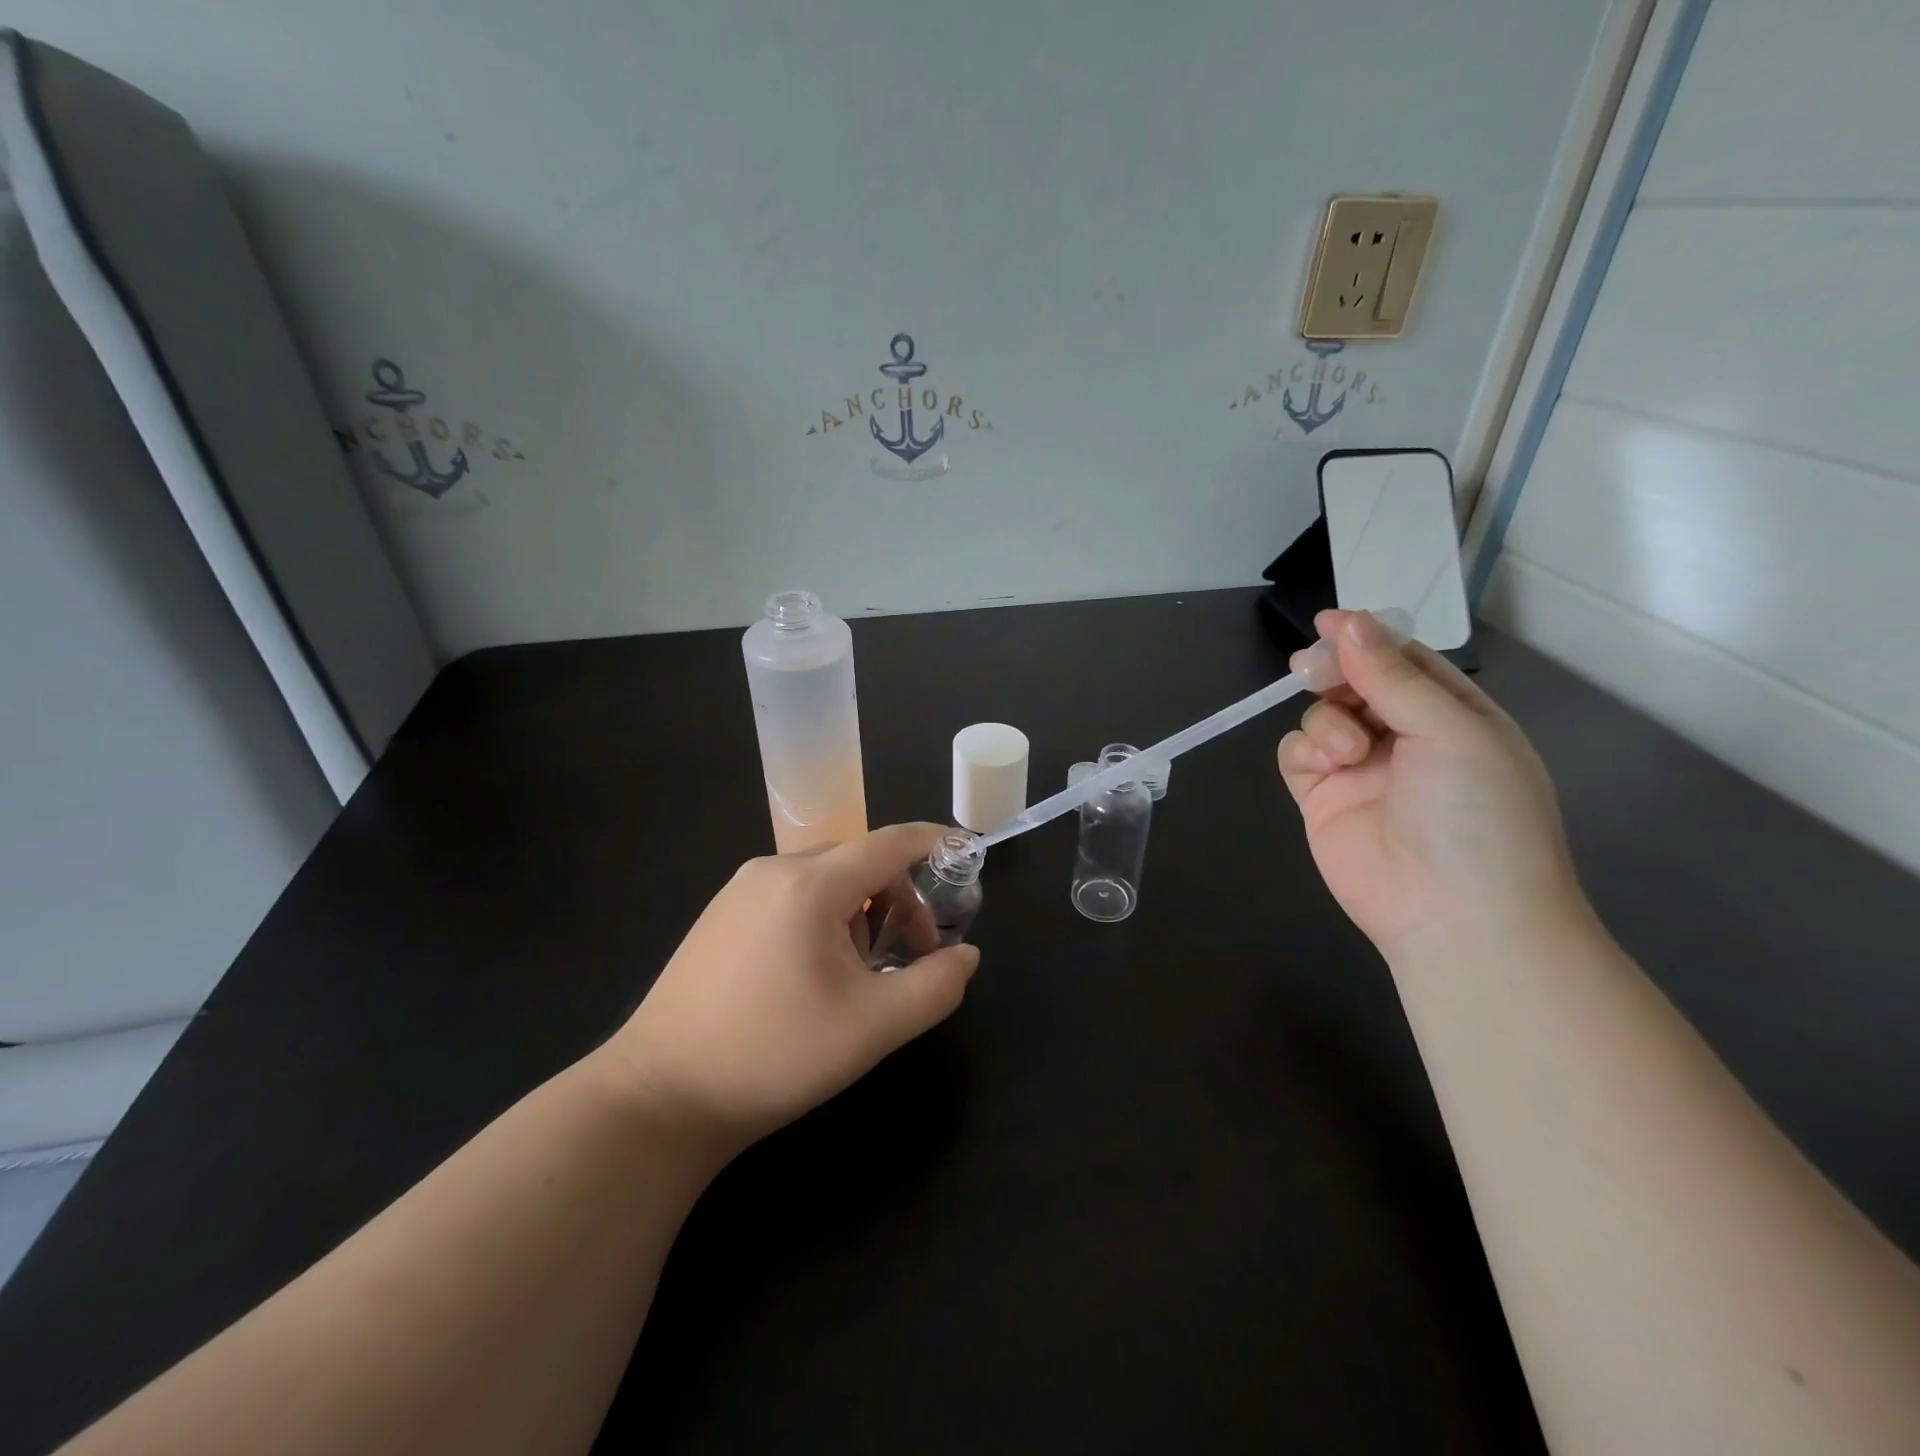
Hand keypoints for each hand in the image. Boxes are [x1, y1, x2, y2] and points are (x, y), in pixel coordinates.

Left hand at [607, 823, 979, 1159]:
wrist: (659, 1097)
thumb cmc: (774, 1055)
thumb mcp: (873, 1027)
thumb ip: (935, 986)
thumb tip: (966, 955)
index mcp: (810, 884)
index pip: (890, 842)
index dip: (935, 844)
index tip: (968, 857)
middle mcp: (772, 870)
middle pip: (859, 860)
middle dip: (900, 897)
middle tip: (911, 954)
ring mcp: (739, 891)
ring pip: (825, 879)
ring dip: (861, 911)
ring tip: (860, 975)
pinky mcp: (720, 916)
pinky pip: (790, 895)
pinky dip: (824, 918)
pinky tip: (814, 974)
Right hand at [1277, 610, 1589, 962]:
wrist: (1453, 915)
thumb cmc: (1475, 814)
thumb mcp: (1451, 731)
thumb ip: (1393, 676)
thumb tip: (1348, 622)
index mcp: (1455, 717)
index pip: (1406, 662)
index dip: (1368, 639)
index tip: (1329, 621)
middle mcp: (1406, 739)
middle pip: (1356, 684)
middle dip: (1335, 672)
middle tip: (1313, 669)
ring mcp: (1361, 770)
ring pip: (1322, 715)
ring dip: (1327, 720)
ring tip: (1345, 750)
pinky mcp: (1321, 799)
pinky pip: (1297, 754)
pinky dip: (1304, 750)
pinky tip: (1324, 765)